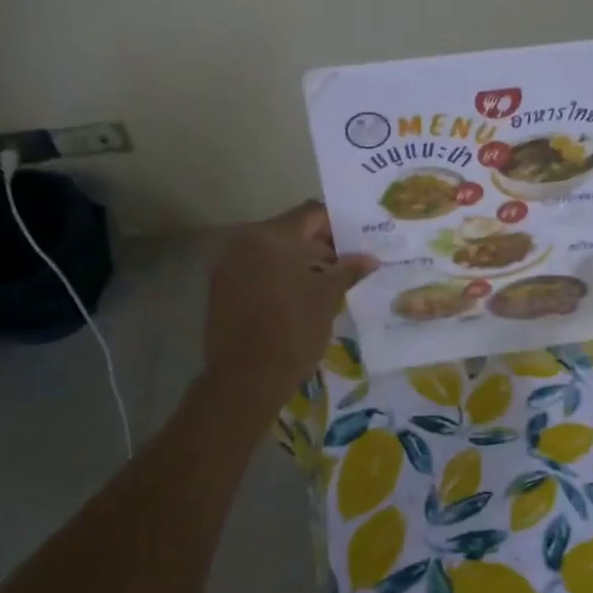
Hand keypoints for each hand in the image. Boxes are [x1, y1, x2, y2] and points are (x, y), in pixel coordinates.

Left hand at [205, 202, 375, 407]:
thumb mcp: (327, 298)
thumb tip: (370, 258)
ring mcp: (229, 265)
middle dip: (321, 244)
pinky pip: (257, 269)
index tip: (359, 241)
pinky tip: (300, 296)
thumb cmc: (292, 332)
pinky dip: (279, 275)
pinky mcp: (222, 287)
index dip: (338, 224)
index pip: (311, 213)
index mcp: (272, 237)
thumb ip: (348, 270)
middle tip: (349, 264)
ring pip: (273, 251)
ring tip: (329, 282)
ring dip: (300, 260)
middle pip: (291, 230)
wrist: (245, 379)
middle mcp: (245, 241)